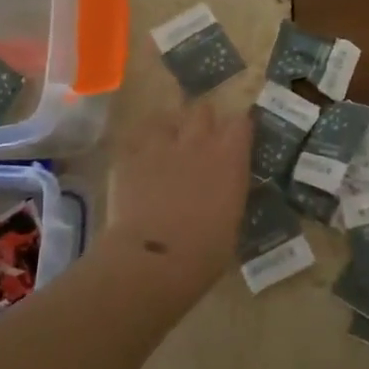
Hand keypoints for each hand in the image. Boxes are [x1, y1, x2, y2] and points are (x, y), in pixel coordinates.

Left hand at [106, 101, 251, 291]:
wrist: (155, 258)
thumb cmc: (207, 250)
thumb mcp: (232, 218)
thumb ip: (228, 192)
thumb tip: (223, 192)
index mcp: (229, 157)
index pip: (241, 123)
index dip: (237, 129)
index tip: (236, 139)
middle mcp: (197, 142)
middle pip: (202, 110)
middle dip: (202, 121)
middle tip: (199, 139)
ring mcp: (159, 146)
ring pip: (164, 120)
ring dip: (167, 131)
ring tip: (164, 147)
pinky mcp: (128, 158)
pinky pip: (133, 143)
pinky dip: (137, 151)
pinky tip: (137, 165)